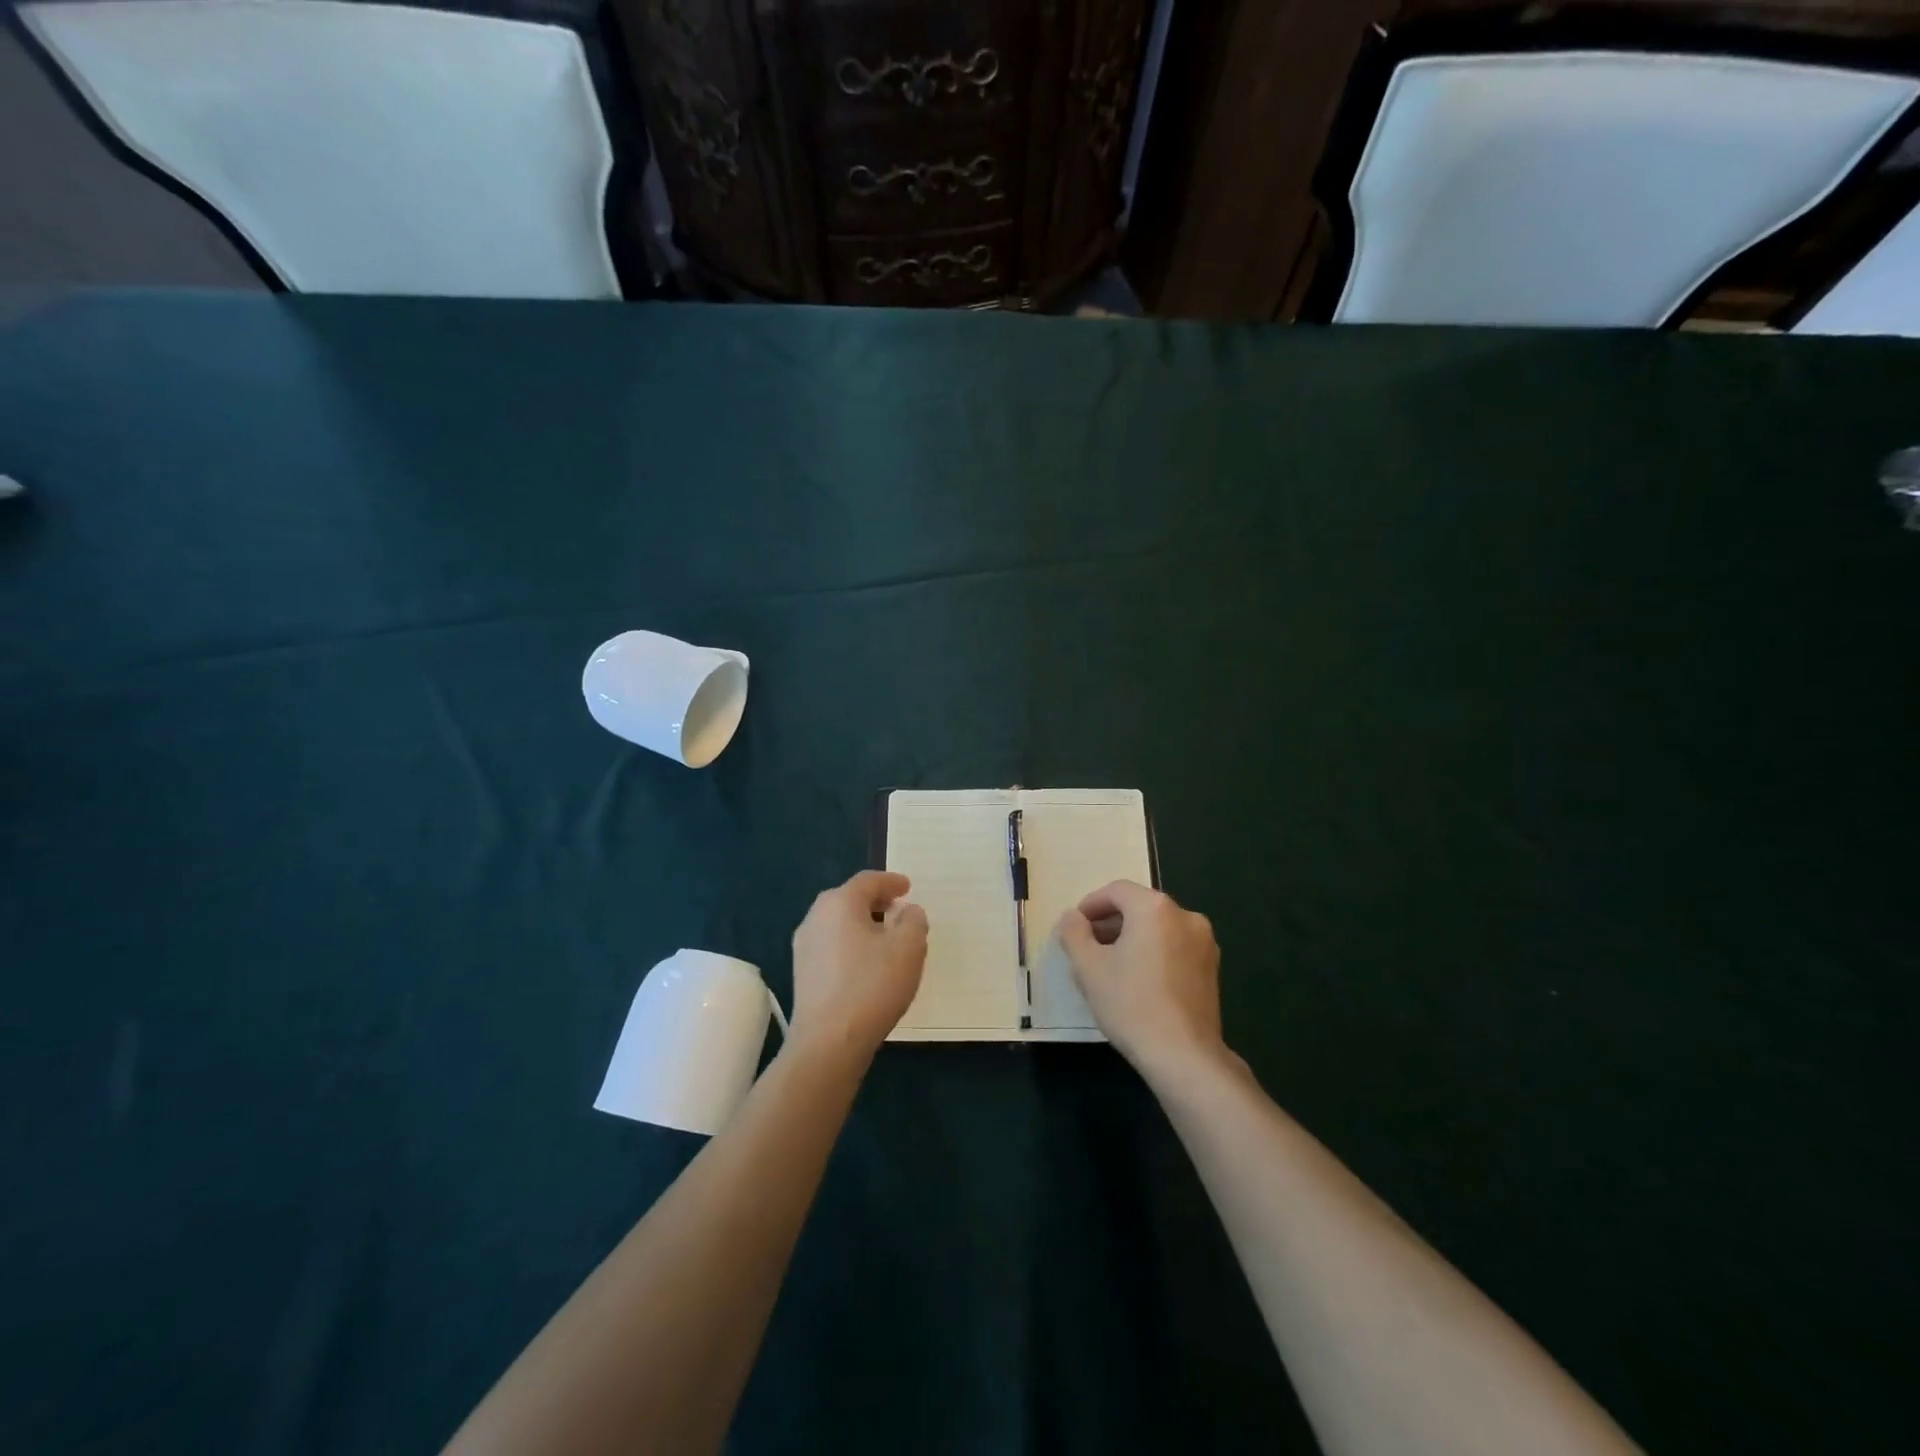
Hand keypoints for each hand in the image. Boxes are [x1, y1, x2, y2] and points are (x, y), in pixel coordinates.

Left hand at [789, 870, 928, 1065]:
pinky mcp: (802, 973)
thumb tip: (907, 911)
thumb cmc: (872, 985)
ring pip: (838, 923)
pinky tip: (866, 964)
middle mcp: (815, 917)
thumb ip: (913, 920)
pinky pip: (831, 946)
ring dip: (862, 924)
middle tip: (897, 909)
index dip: (890, 881)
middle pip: (849, 899)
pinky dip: (851, 944)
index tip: (907, 887)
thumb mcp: (908, 947)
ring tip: (885, 938)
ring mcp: (804, 947)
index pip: (868, 881)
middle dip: (875, 901)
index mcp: (839, 903)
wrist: (828, 1042)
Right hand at [1057, 880, 1230, 1084]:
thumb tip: (1072, 917)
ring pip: (1158, 927)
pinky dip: (1154, 952)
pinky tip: (1139, 980)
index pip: (1116, 891)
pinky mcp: (1212, 968)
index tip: (1075, 927)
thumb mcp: (1088, 967)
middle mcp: (1185, 916)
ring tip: (1111, 965)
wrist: (1184, 1055)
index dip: (1091, 905)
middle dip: (1111, 922)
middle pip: (1139, 907)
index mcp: (1155, 908)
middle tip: (1088, 946)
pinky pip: (1175, 946)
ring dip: (1132, 937)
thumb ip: (1074, 933)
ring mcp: (1204, 942)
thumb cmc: (1131, 1004)